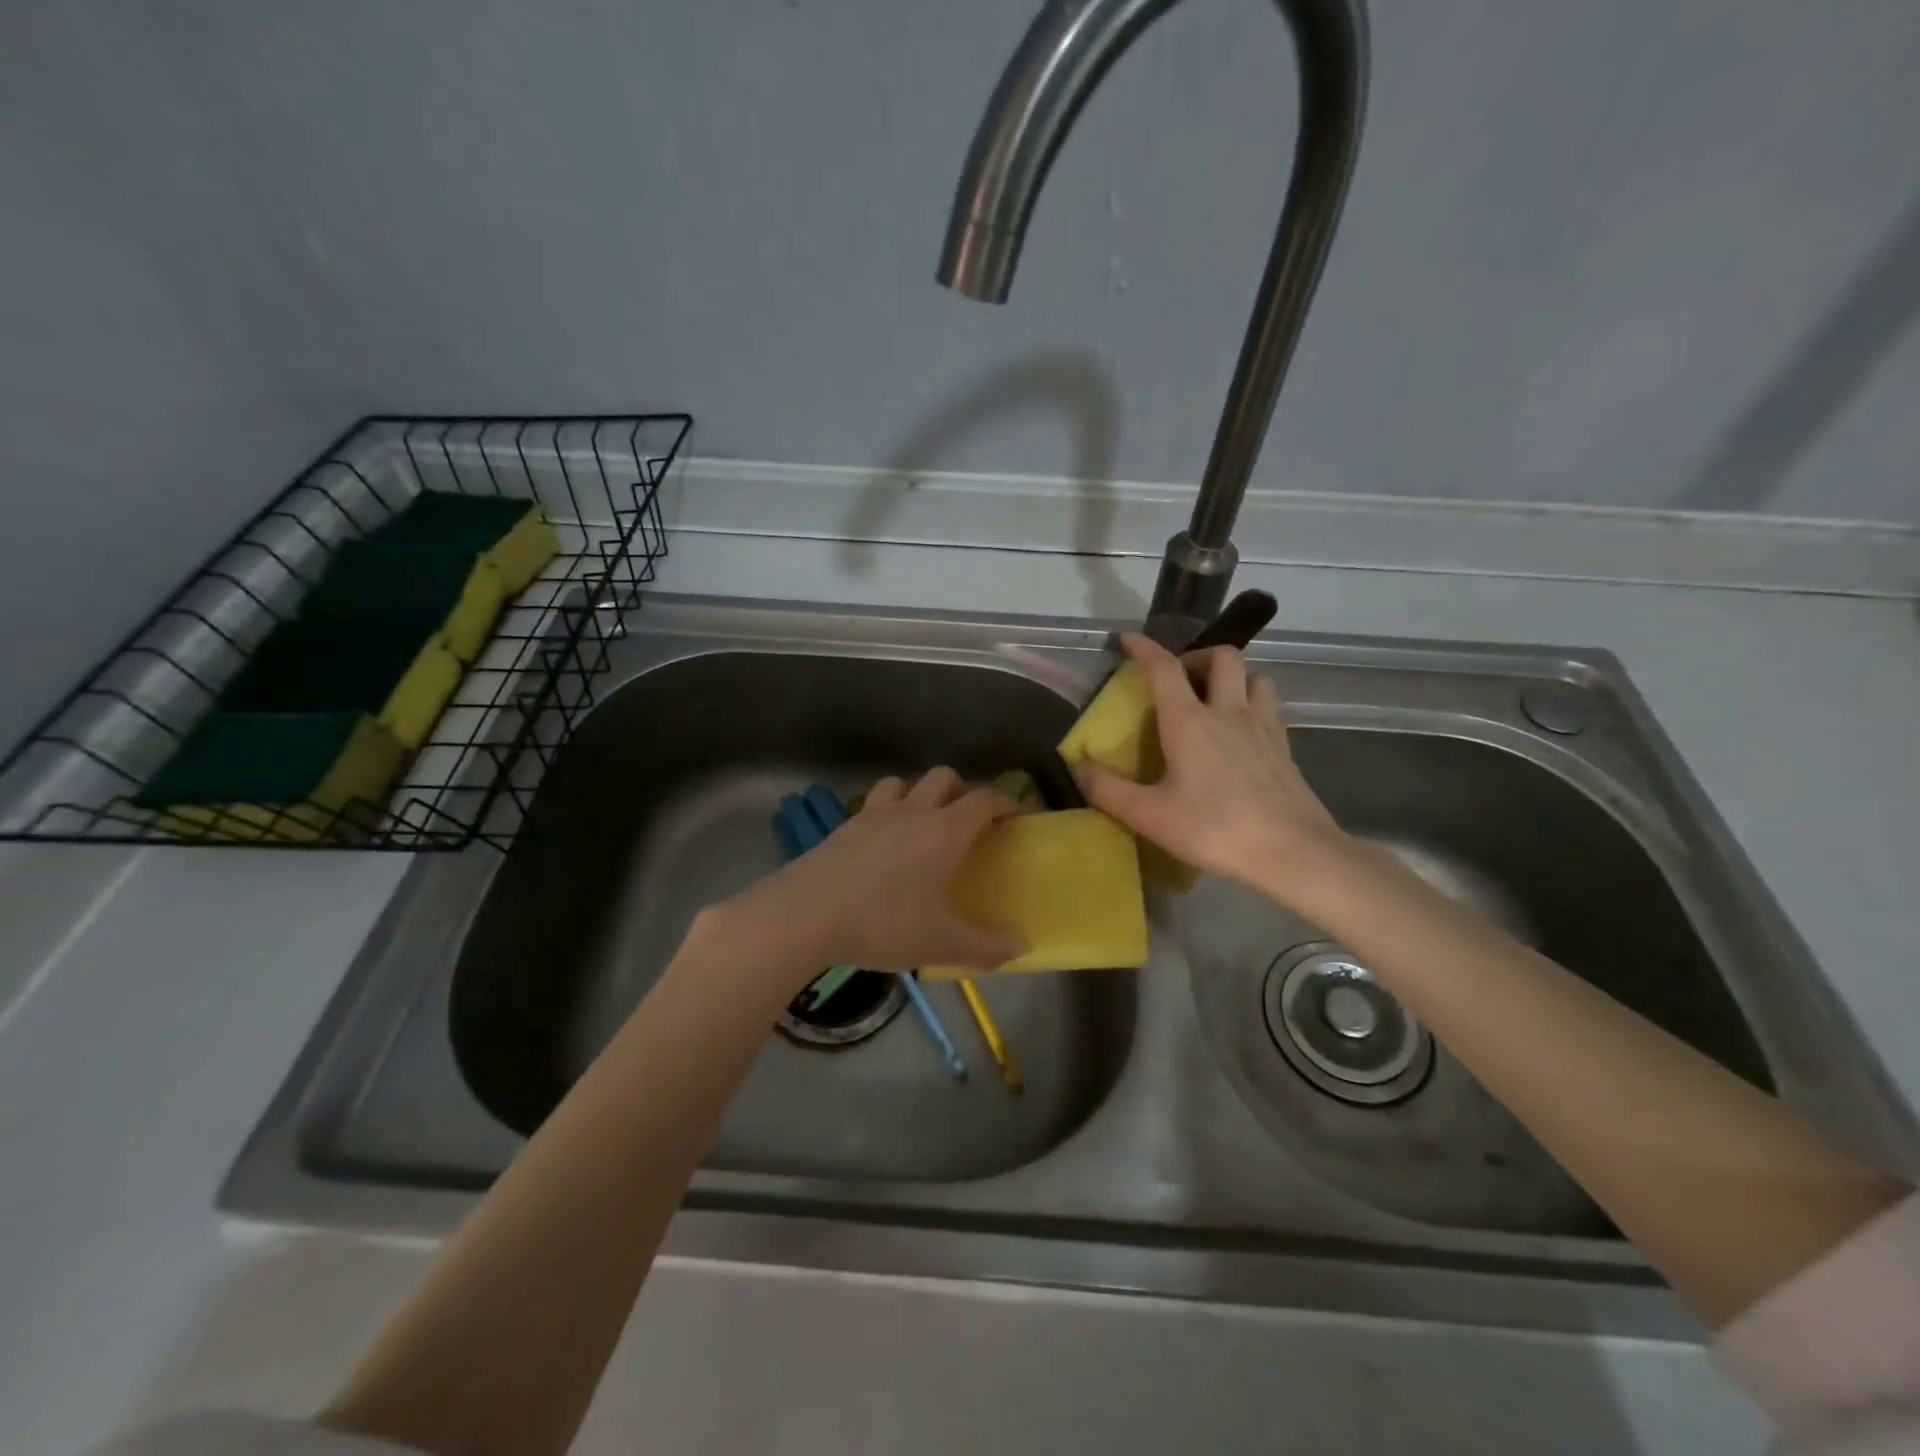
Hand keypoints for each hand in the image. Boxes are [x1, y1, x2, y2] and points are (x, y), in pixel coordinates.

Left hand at [723, 768, 1024, 982]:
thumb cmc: (884, 923)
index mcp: (944, 831)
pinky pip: (871, 804)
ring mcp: (873, 814)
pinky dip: (884, 812)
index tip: (1013, 813)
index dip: (1003, 801)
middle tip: (966, 820)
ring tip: (920, 823)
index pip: (983, 800)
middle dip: (961, 790)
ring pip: (902, 783)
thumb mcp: (942, 943)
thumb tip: (1022, 945)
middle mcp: (912, 811)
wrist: (806, 914)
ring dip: (917, 794)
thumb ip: (987, 946)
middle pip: (943, 778)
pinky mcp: (844, 826)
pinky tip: (880, 842)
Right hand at [1074, 632, 1348, 901]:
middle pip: (1222, 657)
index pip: (1164, 668)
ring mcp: (1263, 727)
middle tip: (1179, 680)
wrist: (1293, 852)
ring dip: (1232, 678)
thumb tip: (1077, 766)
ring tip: (1214, 700)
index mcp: (1190, 721)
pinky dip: (1252, 704)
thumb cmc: (1215, 829)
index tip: (1128, 640)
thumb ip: (1107, 789)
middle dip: (1197, 656)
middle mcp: (1229, 712)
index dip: (1144, 648)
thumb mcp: (1149, 815)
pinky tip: (1241, 733)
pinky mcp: (1285, 748)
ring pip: (1254, 677)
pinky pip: (1269, 707)